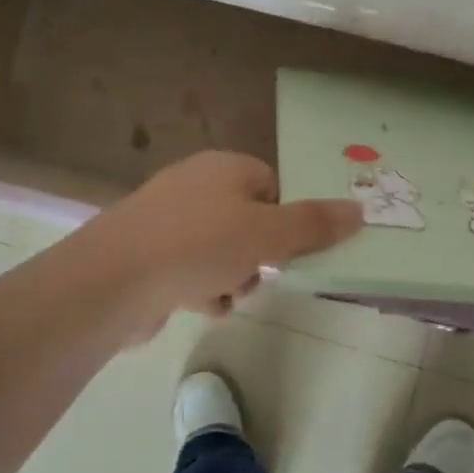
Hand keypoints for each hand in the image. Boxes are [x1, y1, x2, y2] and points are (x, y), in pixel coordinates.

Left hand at [87, 151, 362, 323]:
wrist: (114, 280)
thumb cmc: (199, 245)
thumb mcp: (268, 233)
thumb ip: (315, 224)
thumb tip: (360, 210)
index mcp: (224, 168)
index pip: (271, 184)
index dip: (287, 218)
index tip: (294, 248)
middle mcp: (194, 186)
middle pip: (248, 221)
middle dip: (260, 255)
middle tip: (261, 274)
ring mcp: (166, 221)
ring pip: (221, 250)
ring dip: (232, 277)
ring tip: (225, 294)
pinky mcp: (147, 255)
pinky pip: (190, 269)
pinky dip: (200, 288)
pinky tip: (197, 304)